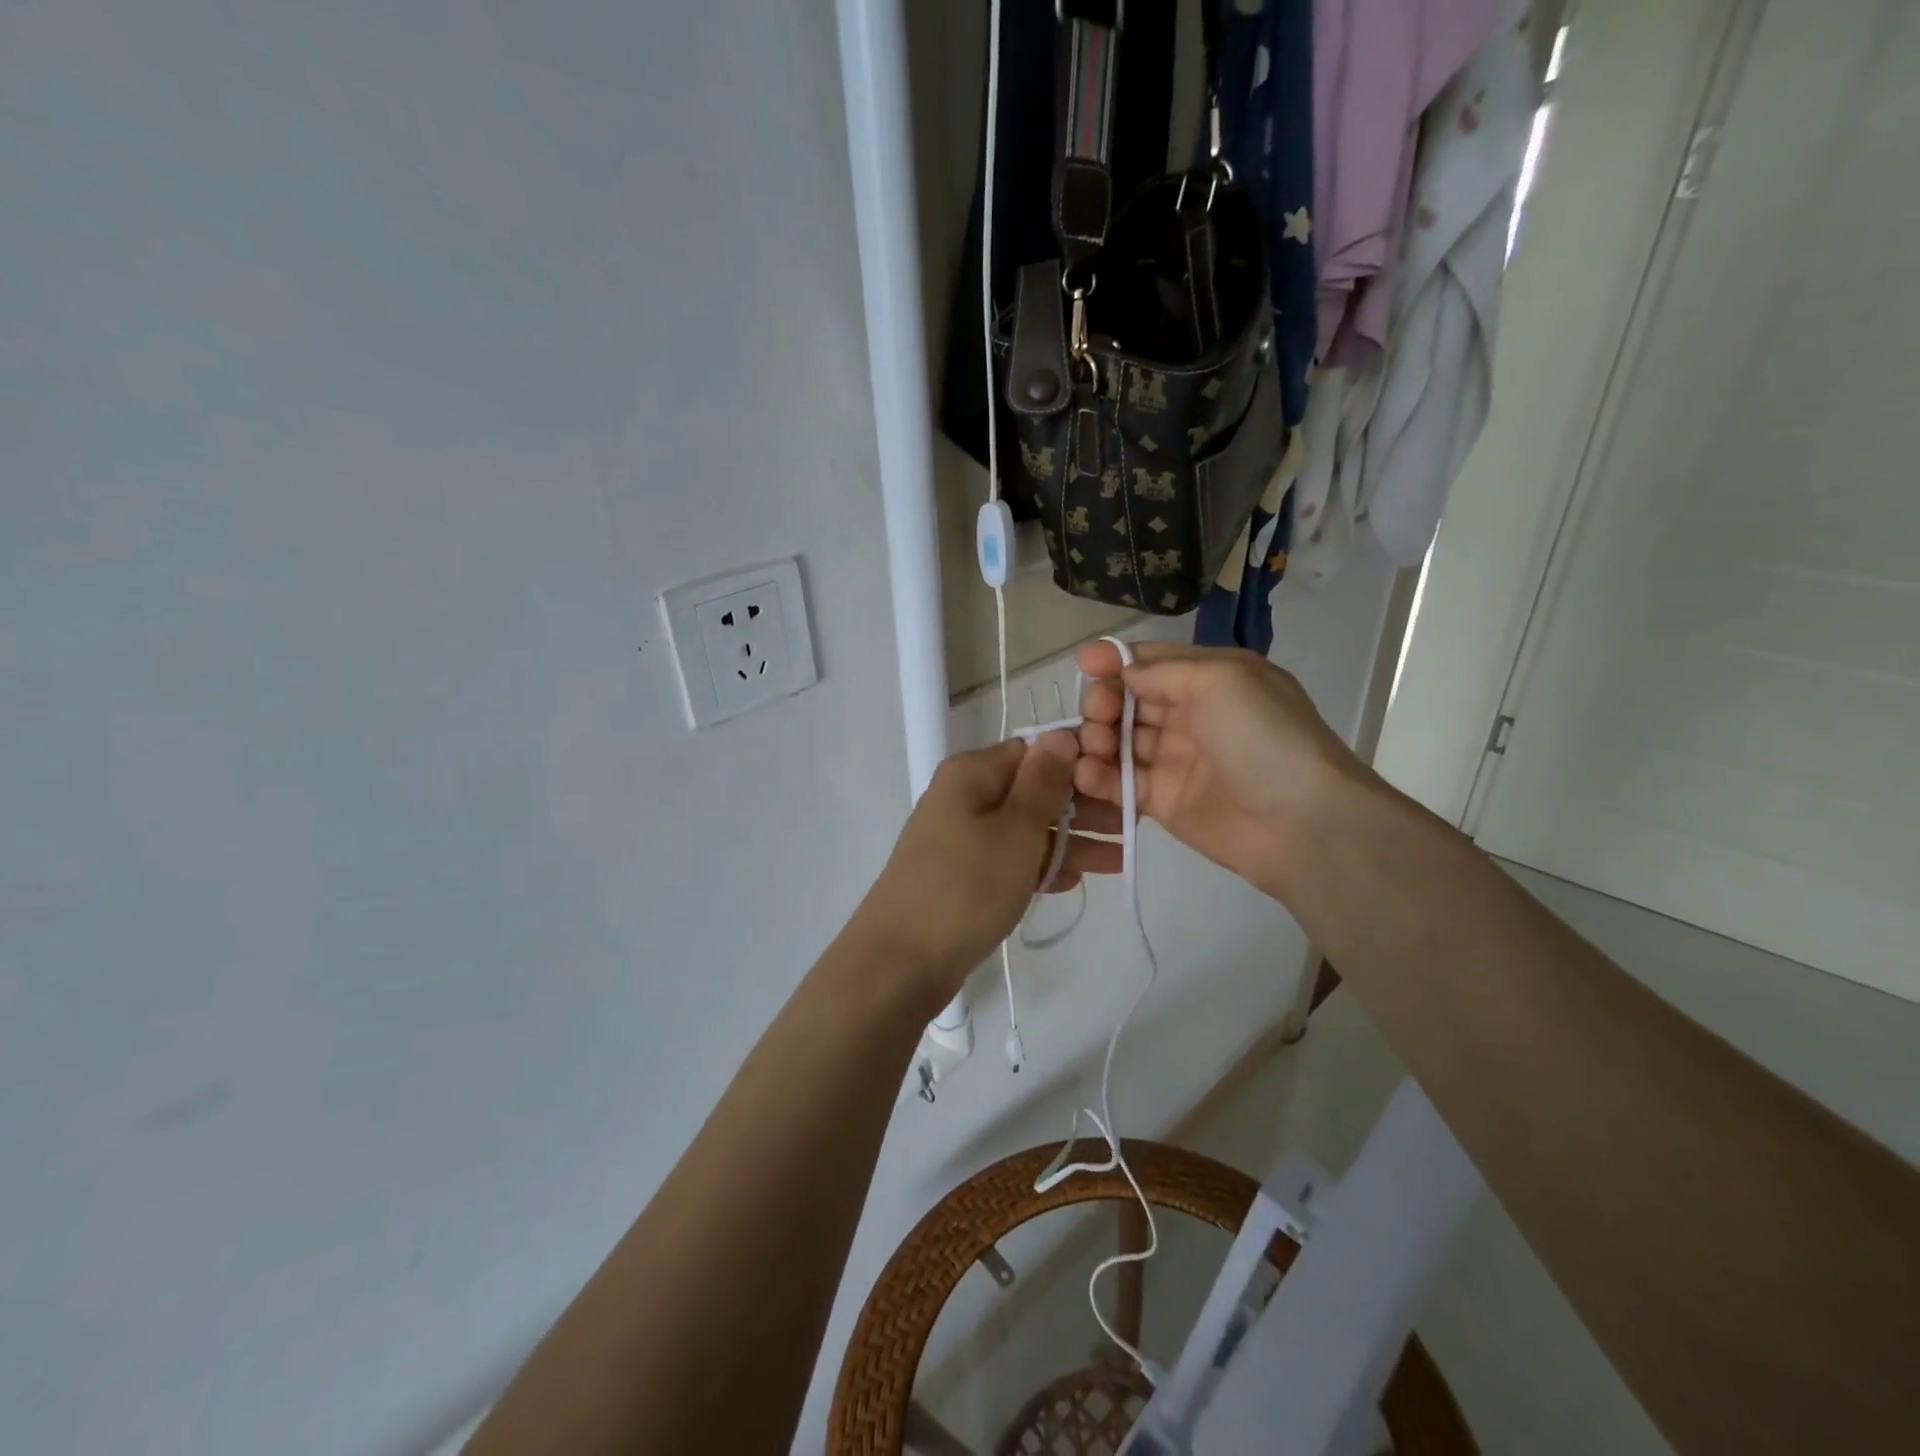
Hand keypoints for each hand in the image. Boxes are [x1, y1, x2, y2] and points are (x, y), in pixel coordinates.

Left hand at [850, 733, 1121, 1007]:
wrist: (901, 960)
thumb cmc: (967, 885)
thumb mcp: (1016, 828)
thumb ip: (1043, 781)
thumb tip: (1061, 734)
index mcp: (972, 772)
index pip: (1035, 751)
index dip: (1078, 765)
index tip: (1120, 785)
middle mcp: (963, 796)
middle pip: (1033, 791)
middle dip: (1082, 808)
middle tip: (1130, 827)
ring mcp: (960, 837)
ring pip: (1025, 828)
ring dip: (1070, 842)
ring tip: (1118, 860)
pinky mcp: (961, 873)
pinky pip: (1008, 859)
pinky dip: (1039, 866)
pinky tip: (1074, 881)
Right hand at [1074, 642, 1369, 898]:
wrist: (1300, 821)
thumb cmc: (1263, 736)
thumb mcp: (1221, 679)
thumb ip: (1163, 670)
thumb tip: (1123, 672)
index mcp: (1210, 679)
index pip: (1152, 662)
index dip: (1115, 660)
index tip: (1084, 664)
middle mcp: (1190, 715)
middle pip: (1129, 700)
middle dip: (1104, 701)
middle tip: (1098, 714)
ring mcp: (1175, 760)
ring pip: (1119, 741)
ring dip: (1096, 738)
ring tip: (1092, 746)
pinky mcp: (1162, 801)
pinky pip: (1120, 783)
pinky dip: (1097, 776)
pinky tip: (1085, 773)